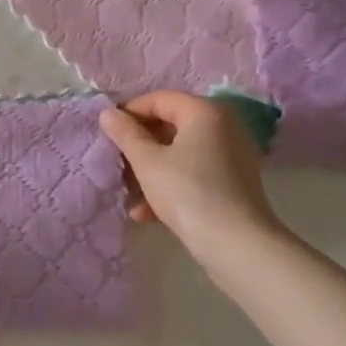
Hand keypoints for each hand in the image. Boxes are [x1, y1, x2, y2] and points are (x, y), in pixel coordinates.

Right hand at [98, 92, 278, 257]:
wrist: (237, 245)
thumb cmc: (188, 192)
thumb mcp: (147, 161)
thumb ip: (125, 133)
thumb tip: (107, 113)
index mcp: (204, 112)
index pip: (158, 99)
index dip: (129, 113)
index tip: (107, 133)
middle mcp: (223, 126)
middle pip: (169, 125)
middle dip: (139, 146)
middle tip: (116, 163)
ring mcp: (231, 155)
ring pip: (179, 152)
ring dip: (150, 170)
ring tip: (129, 194)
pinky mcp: (233, 182)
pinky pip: (193, 172)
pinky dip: (170, 184)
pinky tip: (147, 212)